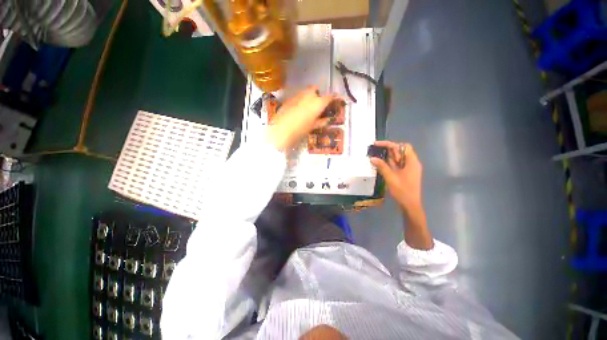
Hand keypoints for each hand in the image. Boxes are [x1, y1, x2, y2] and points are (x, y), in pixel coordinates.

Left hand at [266, 86, 336, 150]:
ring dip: (309, 95)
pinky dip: (300, 100)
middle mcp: (308, 95)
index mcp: (317, 103)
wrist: (281, 130)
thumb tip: (327, 120)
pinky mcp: (289, 99)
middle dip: (318, 93)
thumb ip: (321, 122)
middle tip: (318, 102)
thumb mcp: (312, 127)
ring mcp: (297, 95)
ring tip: (308, 106)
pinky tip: (298, 108)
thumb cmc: (300, 130)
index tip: (337, 98)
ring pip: (305, 91)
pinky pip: (297, 96)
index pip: (329, 97)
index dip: (334, 97)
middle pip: (315, 89)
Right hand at [370, 141, 422, 213]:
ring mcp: (409, 168)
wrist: (410, 205)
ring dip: (388, 156)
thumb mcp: (391, 177)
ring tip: (376, 157)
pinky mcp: (405, 173)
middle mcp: (412, 163)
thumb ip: (382, 166)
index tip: (377, 145)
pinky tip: (381, 164)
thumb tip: (372, 158)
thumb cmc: (402, 191)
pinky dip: (389, 163)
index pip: (402, 146)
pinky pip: (397, 164)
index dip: (390, 144)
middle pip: (401, 151)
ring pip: (398, 158)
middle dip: (388, 150)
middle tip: (376, 152)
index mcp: (412, 162)